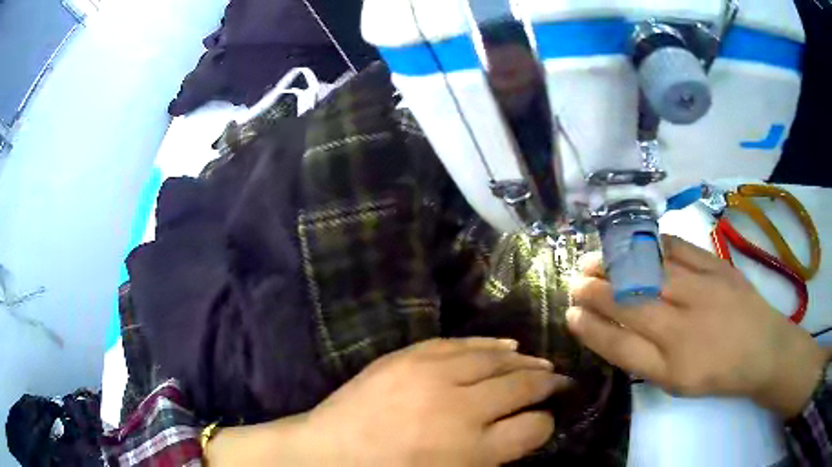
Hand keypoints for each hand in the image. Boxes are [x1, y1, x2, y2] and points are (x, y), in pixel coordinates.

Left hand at [304, 337, 568, 465]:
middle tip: (559, 381)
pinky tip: (508, 345)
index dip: (547, 422)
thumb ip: (493, 457)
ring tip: (541, 362)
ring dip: (524, 361)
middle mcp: (461, 409)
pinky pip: (462, 344)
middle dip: (547, 384)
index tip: (548, 418)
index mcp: (472, 450)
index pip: (534, 428)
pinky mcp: (409, 357)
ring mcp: (433, 377)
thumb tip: (525, 429)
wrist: (329, 455)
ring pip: (497, 360)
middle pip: (523, 386)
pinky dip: (490, 344)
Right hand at [566, 235, 826, 418]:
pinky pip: (677, 248)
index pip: (619, 342)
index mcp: (672, 365)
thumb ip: (642, 360)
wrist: (762, 348)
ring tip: (595, 258)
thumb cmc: (717, 373)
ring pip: (649, 271)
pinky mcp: (716, 264)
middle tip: (574, 281)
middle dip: (595, 289)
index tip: (570, 313)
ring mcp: (702, 289)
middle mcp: (683, 325)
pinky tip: (633, 242)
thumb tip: (610, 330)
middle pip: (630, 301)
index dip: (590, 326)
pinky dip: (650, 242)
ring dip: (615, 262)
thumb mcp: (676, 384)